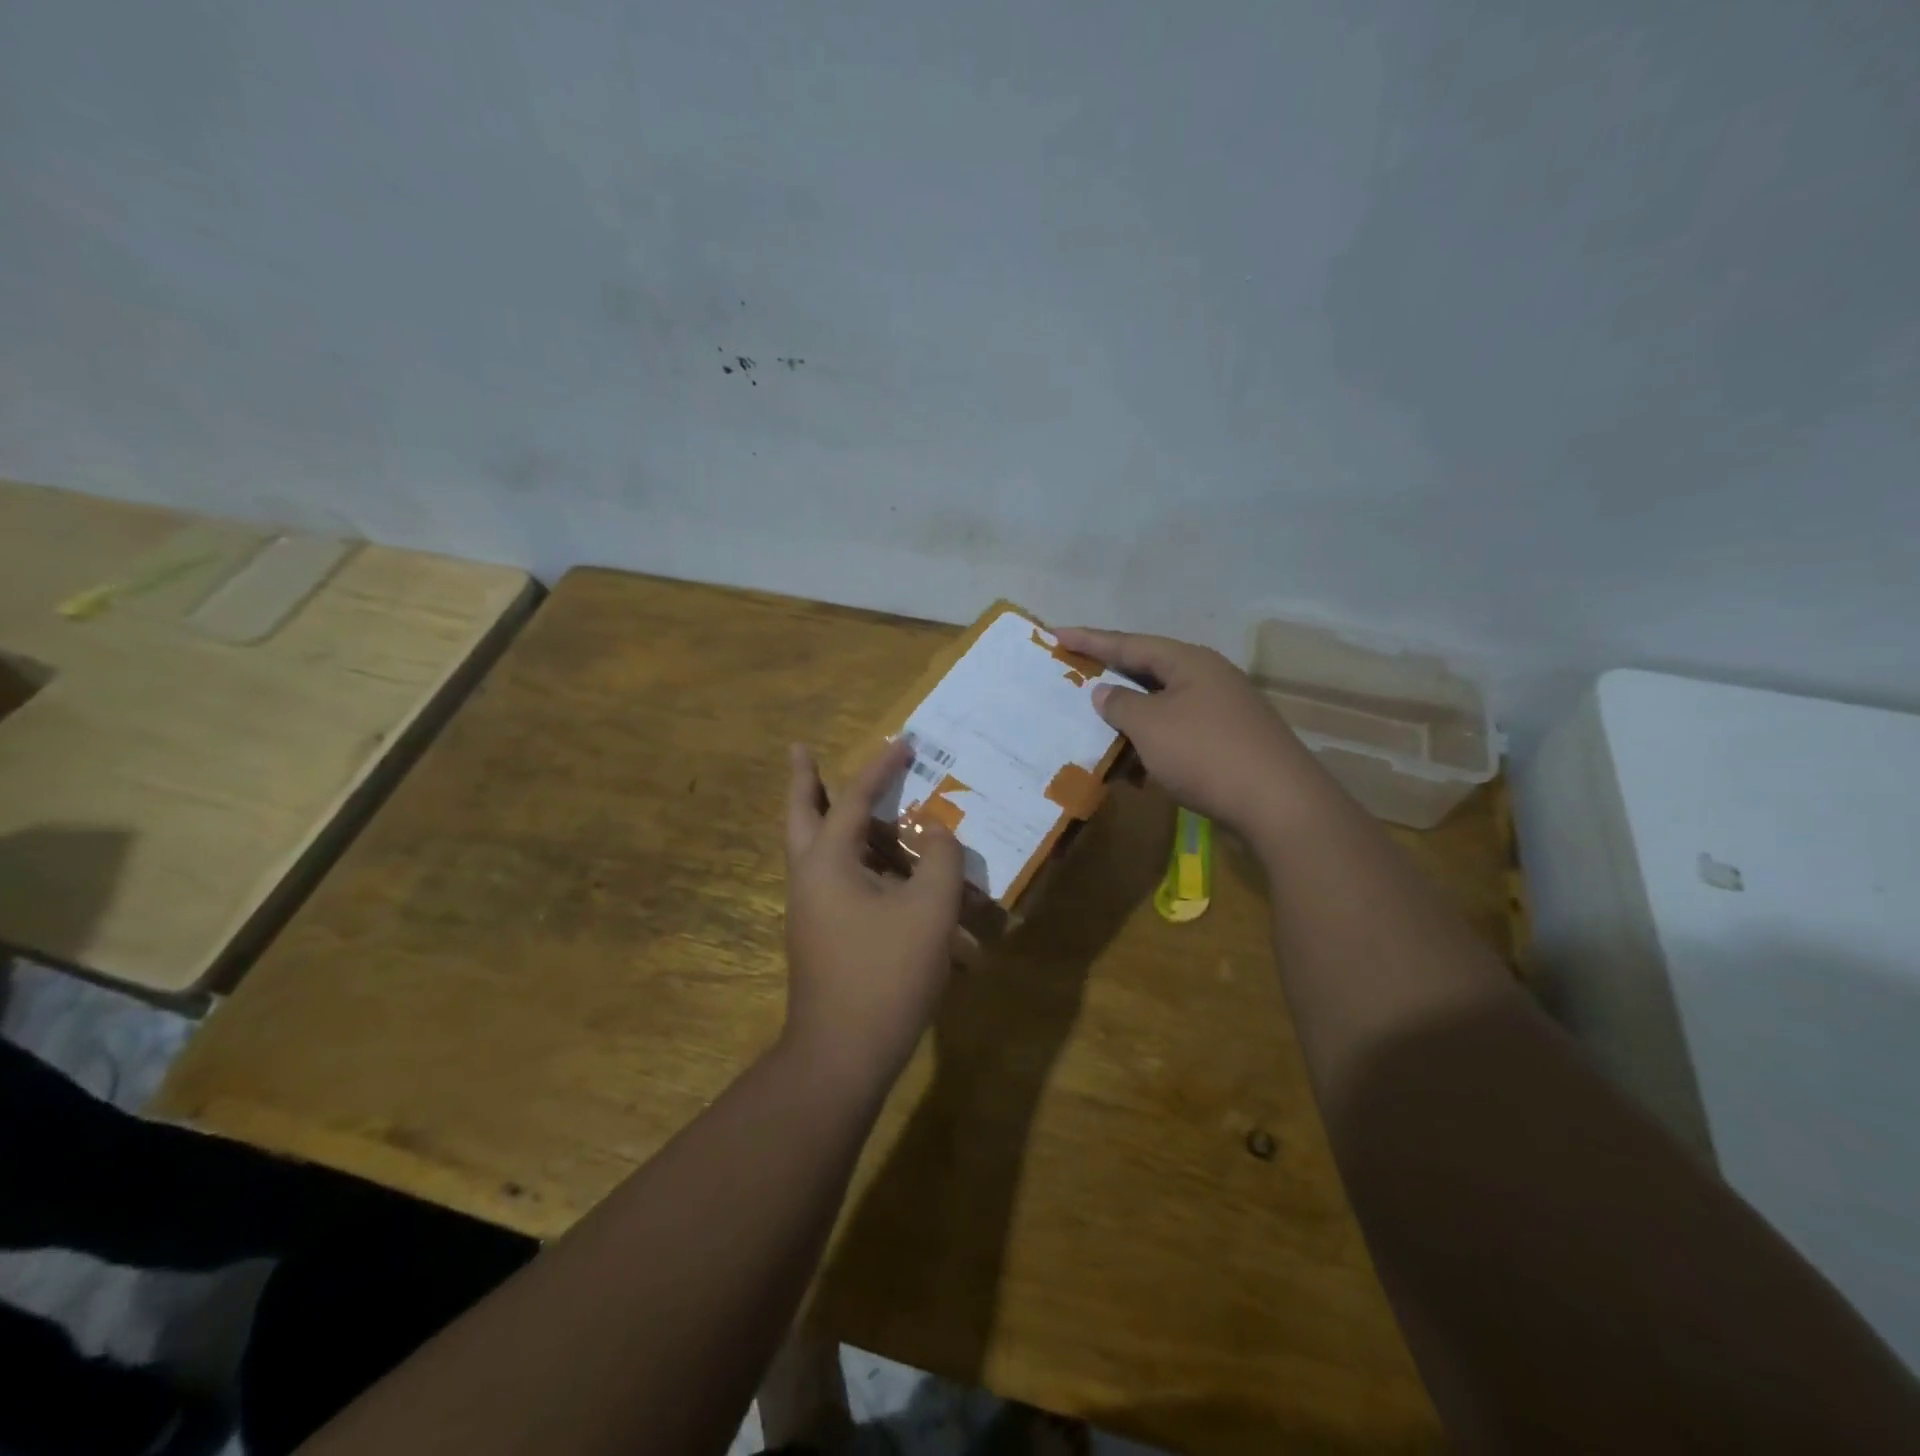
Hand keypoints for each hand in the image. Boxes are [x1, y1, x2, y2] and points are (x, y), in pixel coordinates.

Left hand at [782, 738, 964, 1089]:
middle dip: (804, 780)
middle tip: (800, 749)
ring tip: (868, 809)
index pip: (855, 798)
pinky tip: (896, 878)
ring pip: (820, 852)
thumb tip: (937, 833)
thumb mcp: (930, 910)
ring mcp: (811, 910)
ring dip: (841, 826)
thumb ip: (941, 859)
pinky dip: (861, 867)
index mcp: (828, 861)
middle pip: (801, 815)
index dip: (881, 768)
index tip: (903, 742)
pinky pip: (840, 884)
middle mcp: (809, 878)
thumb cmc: (886, 973)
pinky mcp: (823, 936)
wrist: (843, 1055)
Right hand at [1053, 628, 1315, 837]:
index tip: (1055, 633)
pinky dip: (1152, 743)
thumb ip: (1120, 705)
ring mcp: (1223, 710)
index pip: (1129, 643)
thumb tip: (1104, 691)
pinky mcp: (1230, 741)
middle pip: (1148, 670)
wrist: (1279, 804)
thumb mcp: (1150, 726)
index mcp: (1189, 662)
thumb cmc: (1205, 753)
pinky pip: (1178, 732)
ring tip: (1097, 727)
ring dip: (1130, 718)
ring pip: (1163, 705)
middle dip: (1110, 676)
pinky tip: (1136, 767)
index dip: (1090, 639)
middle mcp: (1208, 677)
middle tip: (1074, 674)